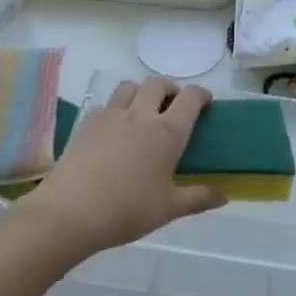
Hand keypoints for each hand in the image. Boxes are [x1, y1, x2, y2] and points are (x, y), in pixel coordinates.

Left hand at [17, 78, 224, 261]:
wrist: (70, 212)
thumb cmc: (127, 210)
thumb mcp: (168, 209)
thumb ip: (198, 199)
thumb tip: (224, 196)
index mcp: (167, 132)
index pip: (190, 98)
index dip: (201, 94)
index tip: (205, 102)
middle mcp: (142, 115)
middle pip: (158, 83)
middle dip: (170, 89)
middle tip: (173, 106)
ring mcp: (111, 116)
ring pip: (130, 86)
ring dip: (141, 92)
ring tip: (143, 110)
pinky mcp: (87, 123)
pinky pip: (107, 105)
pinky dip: (116, 109)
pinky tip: (114, 129)